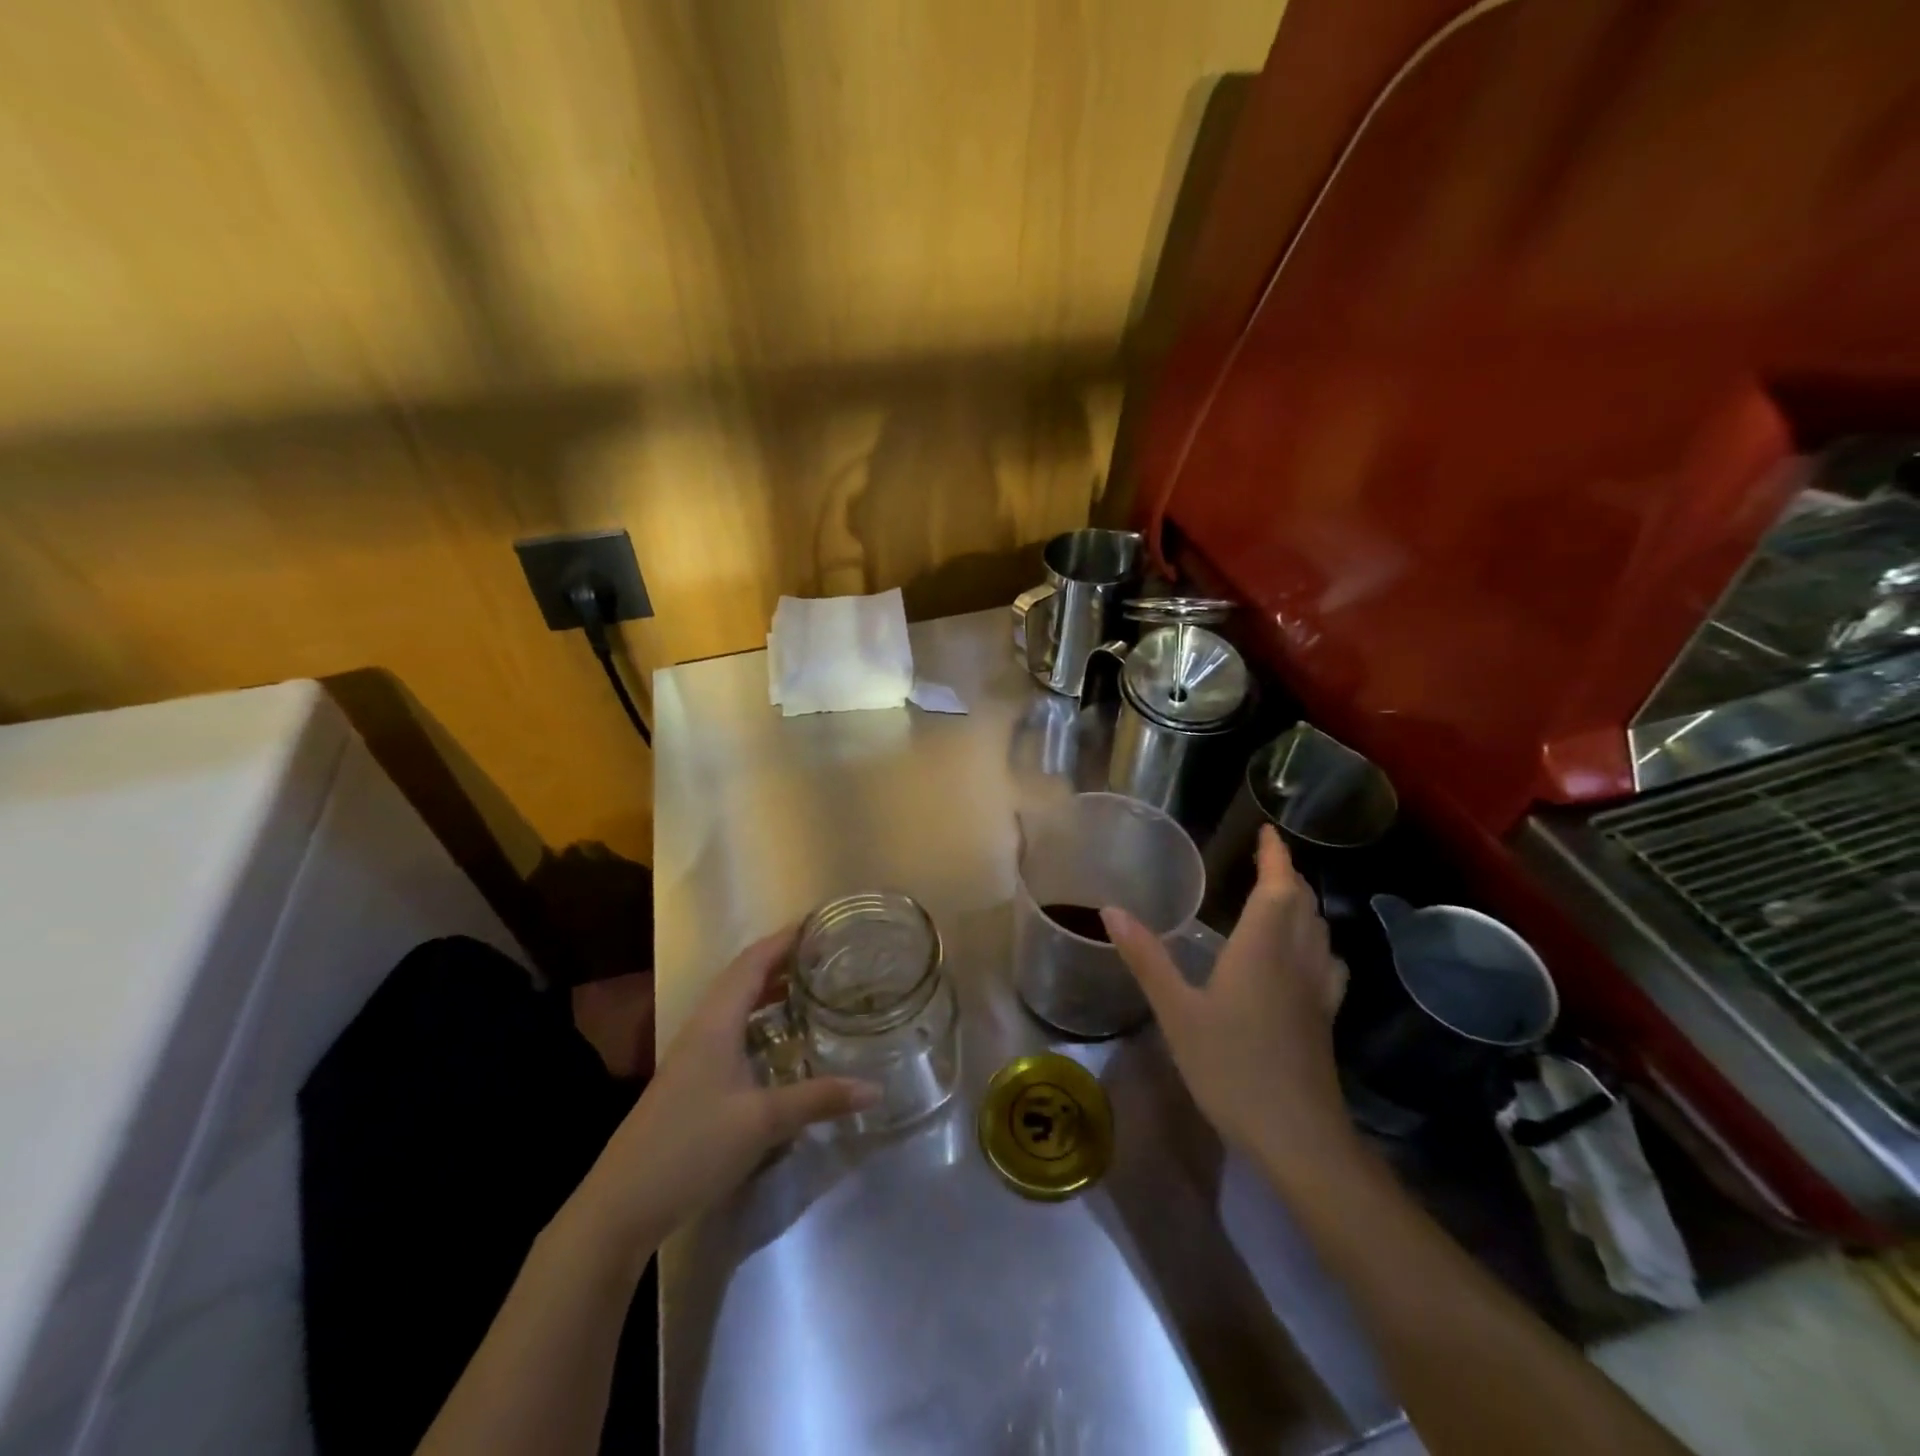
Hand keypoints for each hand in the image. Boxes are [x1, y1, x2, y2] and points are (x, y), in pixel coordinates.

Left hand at [570, 927, 879, 1252]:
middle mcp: (703, 1028)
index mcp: (716, 1023)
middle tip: (825, 955)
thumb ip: (819, 1099)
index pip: (752, 963)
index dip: (783, 939)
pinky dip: (759, 1021)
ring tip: (810, 987)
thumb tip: (876, 1087)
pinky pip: (731, 1031)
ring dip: (769, 990)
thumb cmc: (692, 1148)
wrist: (621, 1205)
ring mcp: (693, 1055)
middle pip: (743, 978)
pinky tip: (779, 1041)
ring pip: (735, 1006)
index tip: (818, 923)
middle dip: (781, 960)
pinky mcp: (691, 1080)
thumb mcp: (762, 1122)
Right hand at [1101, 825, 1350, 1173]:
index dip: (1275, 855)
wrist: (1298, 1137)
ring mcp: (1318, 990)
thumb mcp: (1177, 1012)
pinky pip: (1327, 962)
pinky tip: (1303, 958)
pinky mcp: (1325, 1018)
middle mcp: (1297, 959)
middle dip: (1287, 876)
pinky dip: (1316, 942)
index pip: (1278, 886)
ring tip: (1280, 898)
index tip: (1267, 831)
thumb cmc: (1232, 1066)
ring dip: (1303, 905)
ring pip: (1319, 931)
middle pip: (1303, 904)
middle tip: (1264, 861)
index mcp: (1263, 948)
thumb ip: (1146, 958)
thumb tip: (1111, 909)